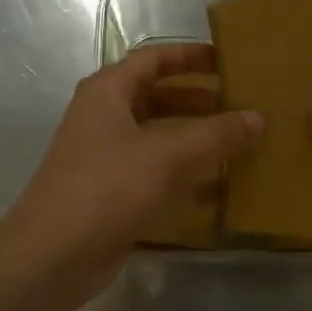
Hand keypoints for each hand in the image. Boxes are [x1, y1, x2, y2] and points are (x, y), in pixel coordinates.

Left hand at [0, 44, 261, 302]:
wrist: (53, 254)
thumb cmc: (108, 188)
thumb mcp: (167, 155)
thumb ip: (215, 134)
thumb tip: (258, 117)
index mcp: (108, 92)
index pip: (153, 59)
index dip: (190, 56)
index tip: (227, 60)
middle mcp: (104, 117)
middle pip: (157, 96)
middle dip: (197, 99)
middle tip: (238, 104)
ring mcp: (106, 156)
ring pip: (157, 136)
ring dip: (194, 138)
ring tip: (236, 142)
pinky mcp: (112, 191)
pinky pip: (155, 171)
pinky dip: (184, 173)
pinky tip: (218, 186)